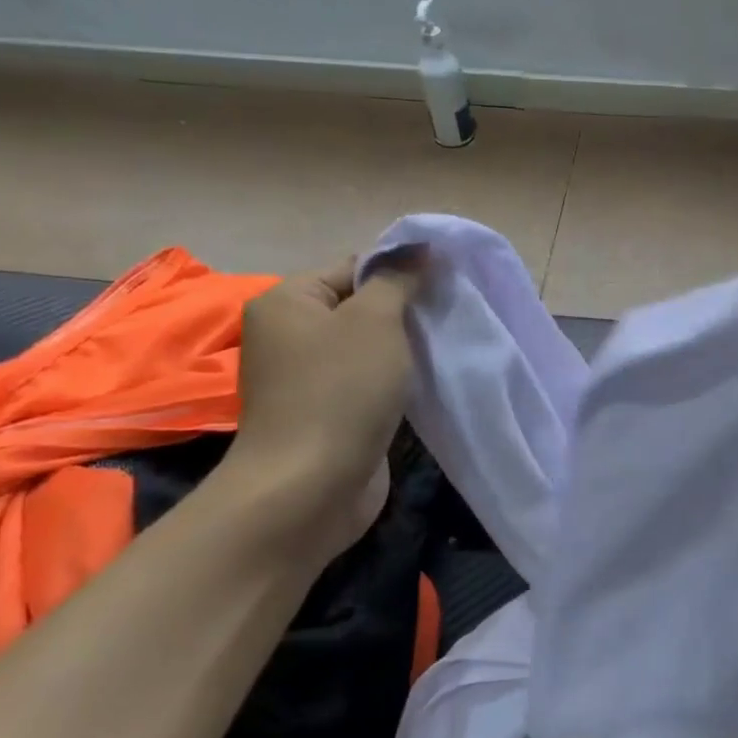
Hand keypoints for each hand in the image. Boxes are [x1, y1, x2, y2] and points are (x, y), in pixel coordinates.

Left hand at [225, 248, 426, 554]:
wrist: (311, 487)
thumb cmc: (341, 391)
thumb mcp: (375, 321)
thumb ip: (398, 280)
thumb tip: (419, 249)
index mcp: (288, 301)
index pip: (352, 266)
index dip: (401, 269)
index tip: (446, 282)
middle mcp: (289, 334)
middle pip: (359, 305)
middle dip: (405, 310)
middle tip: (449, 314)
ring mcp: (306, 378)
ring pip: (366, 347)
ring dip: (403, 347)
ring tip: (444, 345)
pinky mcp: (326, 413)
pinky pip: (366, 381)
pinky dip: (394, 379)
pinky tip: (426, 380)